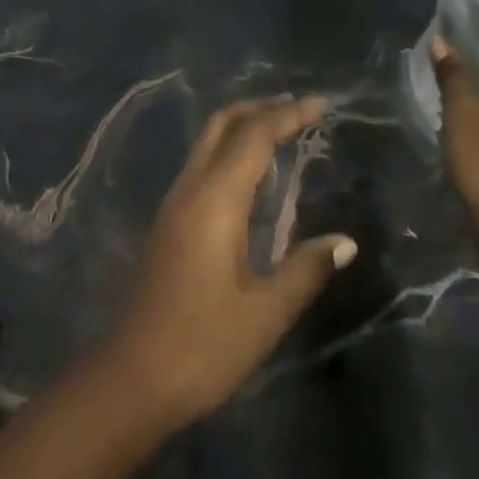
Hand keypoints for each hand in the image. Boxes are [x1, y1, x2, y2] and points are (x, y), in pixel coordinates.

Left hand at [100, 96, 356, 427]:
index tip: (321, 104)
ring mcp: (173, 202)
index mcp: (215, 199)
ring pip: (208, 142)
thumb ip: (306, 269)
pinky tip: (253, 179)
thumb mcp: (265, 312)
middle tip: (300, 109)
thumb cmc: (204, 344)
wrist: (133, 374)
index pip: (254, 135)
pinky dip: (230, 152)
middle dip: (260, 107)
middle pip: (222, 124)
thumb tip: (345, 241)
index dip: (288, 113)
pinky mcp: (168, 220)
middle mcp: (190, 187)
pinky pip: (202, 166)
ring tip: (284, 134)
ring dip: (243, 127)